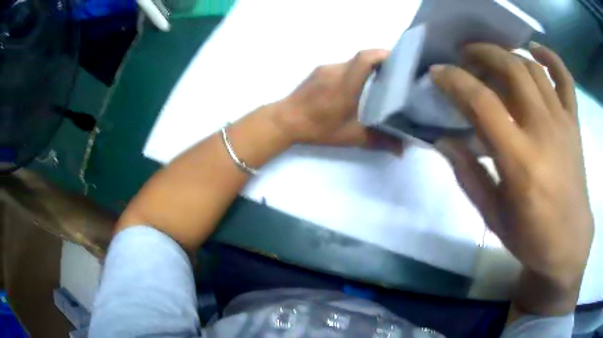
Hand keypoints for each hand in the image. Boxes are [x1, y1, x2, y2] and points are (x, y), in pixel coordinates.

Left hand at [274, 50, 401, 152]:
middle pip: (363, 57)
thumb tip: (402, 150)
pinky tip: (358, 85)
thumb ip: (377, 141)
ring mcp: (326, 68)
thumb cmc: (317, 128)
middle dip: (381, 61)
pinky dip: (355, 71)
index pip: (366, 58)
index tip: (400, 61)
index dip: (383, 55)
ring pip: (353, 61)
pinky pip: (343, 65)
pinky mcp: (319, 70)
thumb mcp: (350, 136)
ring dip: (368, 67)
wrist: (284, 120)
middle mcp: (336, 70)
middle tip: (396, 74)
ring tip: (380, 80)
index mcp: (345, 84)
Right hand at [431, 43, 593, 314]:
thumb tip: (442, 140)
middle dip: (482, 53)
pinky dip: (551, 58)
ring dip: (508, 54)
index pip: (482, 103)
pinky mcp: (574, 124)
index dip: (455, 81)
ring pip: (534, 68)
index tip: (437, 73)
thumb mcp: (493, 215)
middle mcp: (543, 131)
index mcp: (520, 160)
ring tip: (493, 57)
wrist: (568, 243)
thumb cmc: (530, 236)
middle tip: (465, 56)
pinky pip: (566, 79)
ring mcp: (562, 123)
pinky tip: (536, 51)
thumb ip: (468, 175)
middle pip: (511, 69)